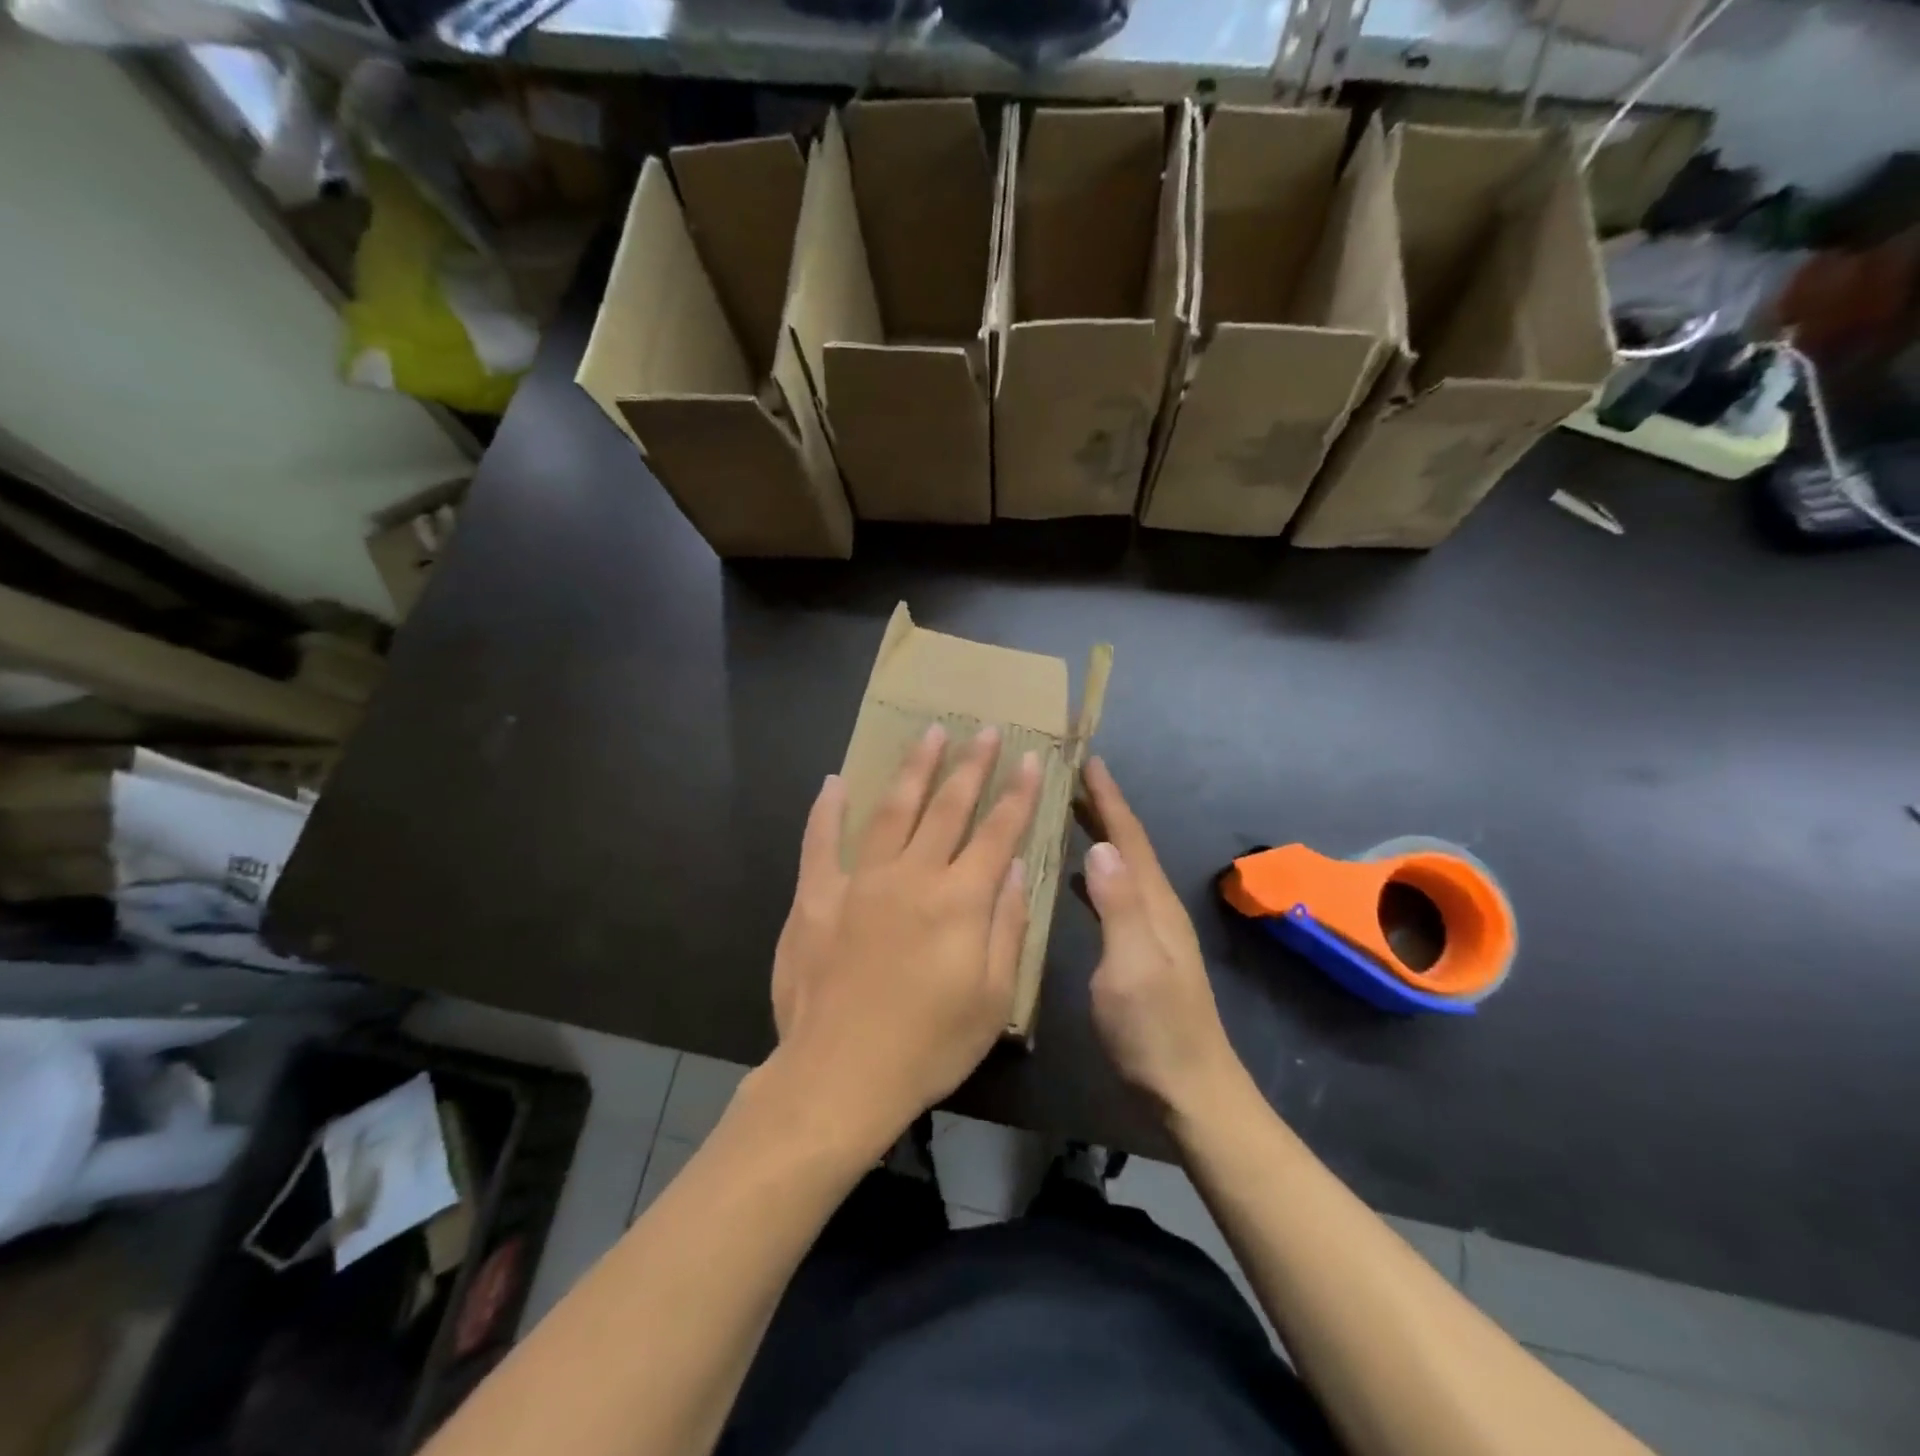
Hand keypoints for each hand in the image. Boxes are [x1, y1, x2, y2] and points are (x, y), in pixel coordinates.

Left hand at [768, 723, 1039, 1154]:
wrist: (840, 1076)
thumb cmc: (928, 1046)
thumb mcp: (992, 998)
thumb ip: (1006, 926)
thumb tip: (1013, 869)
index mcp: (960, 900)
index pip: (998, 832)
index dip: (1018, 794)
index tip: (1032, 759)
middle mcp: (912, 876)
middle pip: (947, 807)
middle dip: (972, 766)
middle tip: (986, 730)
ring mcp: (859, 881)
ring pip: (892, 810)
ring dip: (914, 769)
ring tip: (930, 734)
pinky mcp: (815, 897)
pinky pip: (820, 842)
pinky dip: (827, 810)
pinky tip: (834, 781)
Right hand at [1079, 757, 1239, 1117]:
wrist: (1190, 1090)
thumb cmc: (1154, 1030)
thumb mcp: (1131, 967)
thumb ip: (1118, 907)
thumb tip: (1099, 846)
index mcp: (1154, 903)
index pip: (1129, 838)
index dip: (1108, 798)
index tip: (1088, 760)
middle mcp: (1156, 907)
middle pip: (1129, 846)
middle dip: (1104, 808)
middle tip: (1072, 776)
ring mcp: (1151, 931)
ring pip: (1123, 868)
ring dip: (1100, 836)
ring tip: (1070, 814)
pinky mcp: (1141, 952)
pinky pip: (1117, 894)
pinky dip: (1097, 874)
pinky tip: (1078, 877)